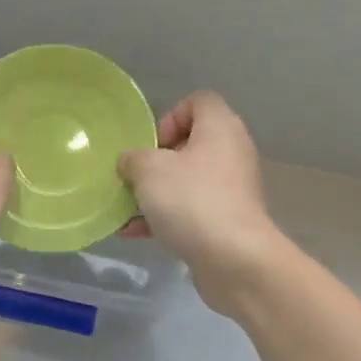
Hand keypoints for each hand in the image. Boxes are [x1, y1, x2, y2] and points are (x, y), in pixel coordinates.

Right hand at [119, 92, 285, 313]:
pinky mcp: (227, 221)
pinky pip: (191, 210)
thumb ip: (132, 159)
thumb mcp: (148, 170)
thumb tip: (130, 161)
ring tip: (127, 209)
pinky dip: (165, 218)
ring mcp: (232, 189)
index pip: (198, 102)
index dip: (169, 117)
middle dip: (156, 162)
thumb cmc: (191, 200)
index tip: (151, 146)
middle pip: (190, 144)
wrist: (233, 258)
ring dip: (155, 194)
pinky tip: (135, 233)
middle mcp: (231, 153)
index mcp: (220, 128)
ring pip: (187, 181)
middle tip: (136, 178)